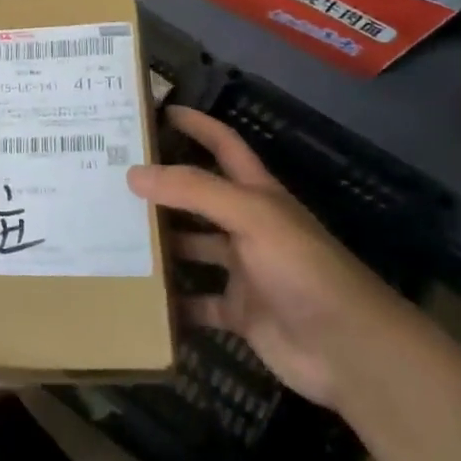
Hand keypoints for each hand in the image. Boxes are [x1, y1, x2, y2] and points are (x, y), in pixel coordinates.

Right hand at [127, 107, 414, 408]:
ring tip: (112, 232)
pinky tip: (136, 294)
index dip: (197, 125)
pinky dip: (171, 302)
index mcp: (257, 195)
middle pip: (199, 198)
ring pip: (192, 248)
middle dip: (163, 186)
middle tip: (113, 176)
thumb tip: (134, 173)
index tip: (157, 111)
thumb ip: (193, 190)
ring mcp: (243, 271)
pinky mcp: (238, 312)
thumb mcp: (250, 216)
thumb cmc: (303, 268)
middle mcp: (248, 227)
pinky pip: (195, 303)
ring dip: (160, 243)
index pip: (224, 146)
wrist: (349, 350)